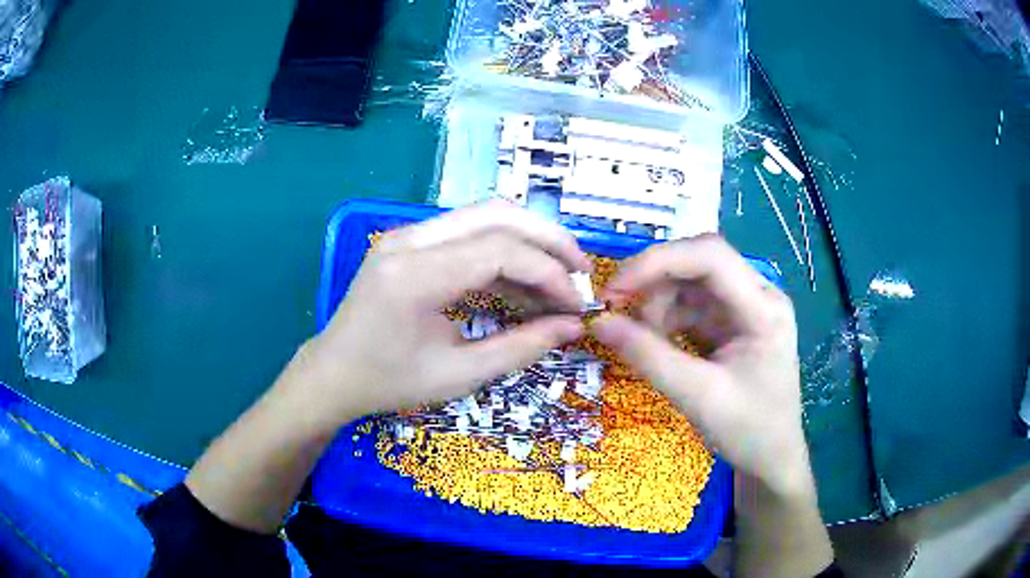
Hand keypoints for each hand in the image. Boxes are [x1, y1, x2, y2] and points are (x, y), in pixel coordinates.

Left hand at [293, 200, 590, 425]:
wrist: (334, 373)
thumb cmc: (389, 382)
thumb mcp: (458, 375)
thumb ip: (520, 347)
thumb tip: (572, 327)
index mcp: (413, 275)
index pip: (499, 250)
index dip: (548, 272)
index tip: (575, 304)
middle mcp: (408, 240)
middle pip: (496, 214)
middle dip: (548, 239)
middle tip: (580, 271)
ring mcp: (406, 235)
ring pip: (484, 215)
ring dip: (529, 241)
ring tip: (558, 278)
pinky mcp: (409, 241)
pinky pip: (467, 233)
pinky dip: (503, 252)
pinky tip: (522, 283)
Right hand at [591, 234, 810, 494]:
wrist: (772, 458)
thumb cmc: (748, 431)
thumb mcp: (697, 396)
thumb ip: (647, 356)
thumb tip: (597, 323)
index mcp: (763, 308)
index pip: (711, 256)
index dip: (659, 261)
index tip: (615, 289)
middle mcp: (758, 296)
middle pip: (699, 263)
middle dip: (654, 281)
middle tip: (615, 309)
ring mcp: (745, 309)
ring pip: (691, 282)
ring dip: (658, 303)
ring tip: (641, 340)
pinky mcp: (732, 324)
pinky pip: (692, 305)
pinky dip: (666, 319)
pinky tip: (656, 343)